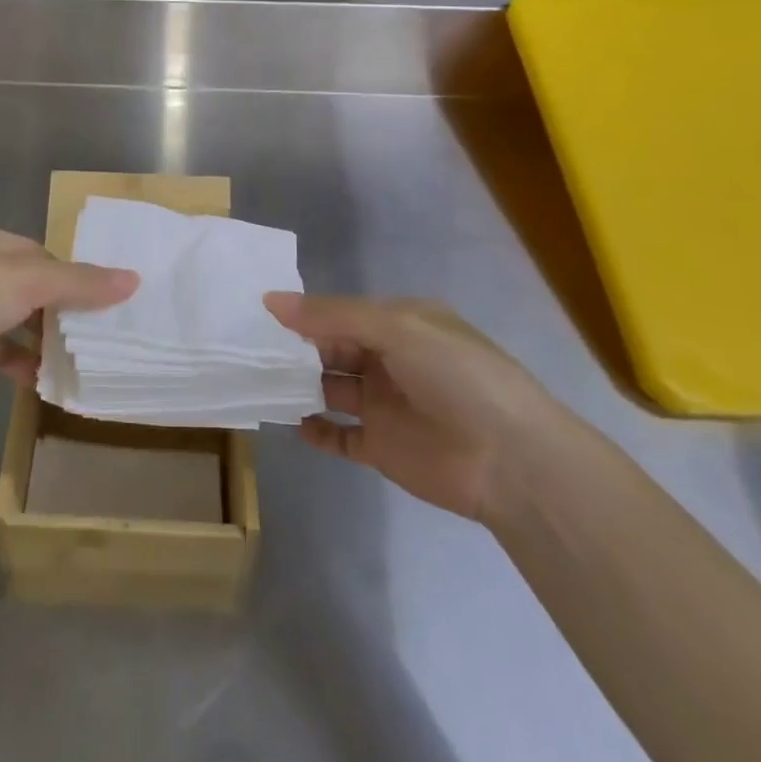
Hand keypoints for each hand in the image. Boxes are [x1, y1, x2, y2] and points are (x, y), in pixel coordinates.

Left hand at [0, 228, 137, 410]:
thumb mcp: (28, 280)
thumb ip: (80, 283)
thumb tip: (134, 279)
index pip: (44, 257)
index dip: (76, 278)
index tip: (109, 304)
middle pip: (30, 293)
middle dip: (61, 315)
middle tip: (102, 341)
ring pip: (13, 327)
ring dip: (39, 346)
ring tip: (78, 367)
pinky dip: (13, 368)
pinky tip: (36, 385)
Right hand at [264, 293, 562, 522]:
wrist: (511, 461)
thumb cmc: (456, 376)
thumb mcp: (396, 328)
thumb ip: (332, 315)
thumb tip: (271, 300)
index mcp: (401, 324)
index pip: (342, 313)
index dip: (305, 313)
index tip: (259, 315)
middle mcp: (391, 360)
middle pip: (333, 349)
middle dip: (297, 349)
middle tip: (248, 350)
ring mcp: (386, 405)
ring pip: (332, 389)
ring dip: (301, 385)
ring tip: (260, 383)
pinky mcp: (384, 448)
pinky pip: (341, 436)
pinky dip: (318, 430)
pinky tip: (292, 423)